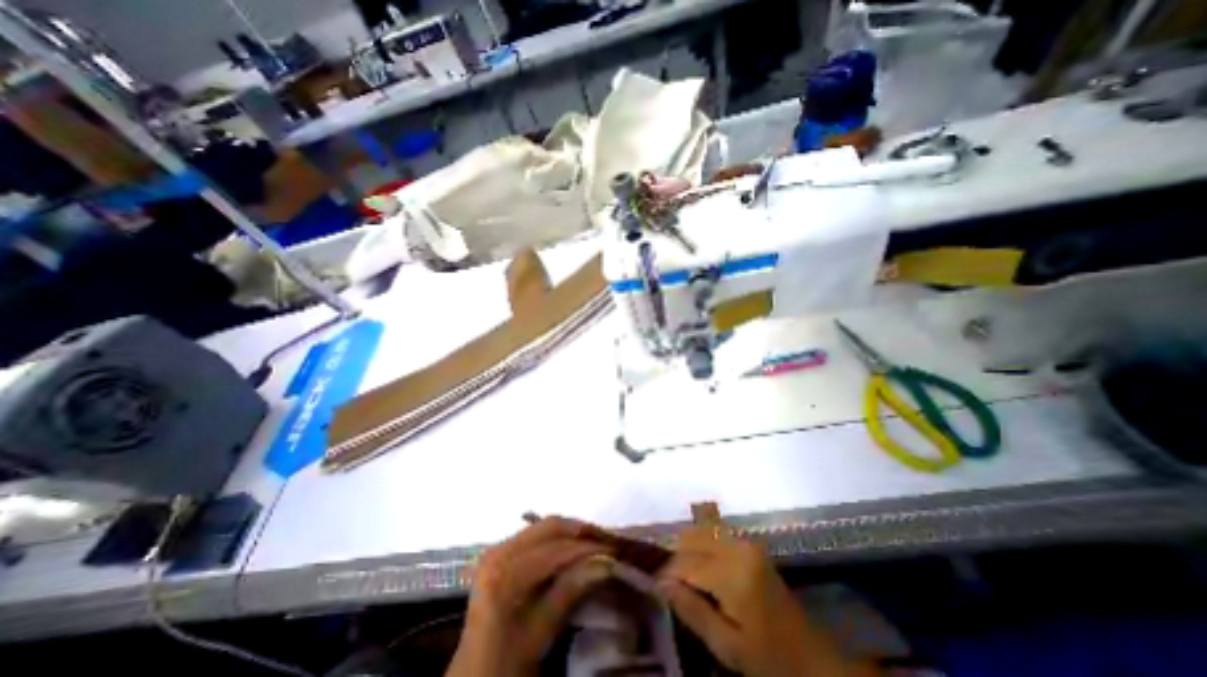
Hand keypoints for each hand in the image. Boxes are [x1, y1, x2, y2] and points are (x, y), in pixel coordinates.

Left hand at [444, 519, 612, 676]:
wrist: (474, 676)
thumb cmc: (507, 661)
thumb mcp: (541, 630)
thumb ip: (570, 590)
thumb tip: (606, 562)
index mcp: (505, 572)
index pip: (555, 548)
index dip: (587, 547)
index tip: (613, 551)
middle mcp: (499, 550)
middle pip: (549, 527)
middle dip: (581, 531)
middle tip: (607, 539)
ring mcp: (498, 548)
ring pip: (544, 527)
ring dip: (571, 532)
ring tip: (596, 541)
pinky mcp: (501, 552)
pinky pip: (536, 534)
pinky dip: (558, 537)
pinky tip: (573, 547)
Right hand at [658, 528, 858, 676]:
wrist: (811, 655)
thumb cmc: (768, 657)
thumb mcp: (727, 646)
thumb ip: (692, 610)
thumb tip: (661, 583)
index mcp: (733, 574)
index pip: (685, 562)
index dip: (666, 572)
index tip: (656, 586)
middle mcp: (737, 547)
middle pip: (691, 537)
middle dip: (676, 557)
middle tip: (673, 584)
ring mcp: (745, 541)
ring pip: (700, 529)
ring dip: (687, 548)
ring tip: (686, 575)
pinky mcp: (749, 543)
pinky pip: (714, 530)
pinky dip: (700, 541)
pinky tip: (700, 563)